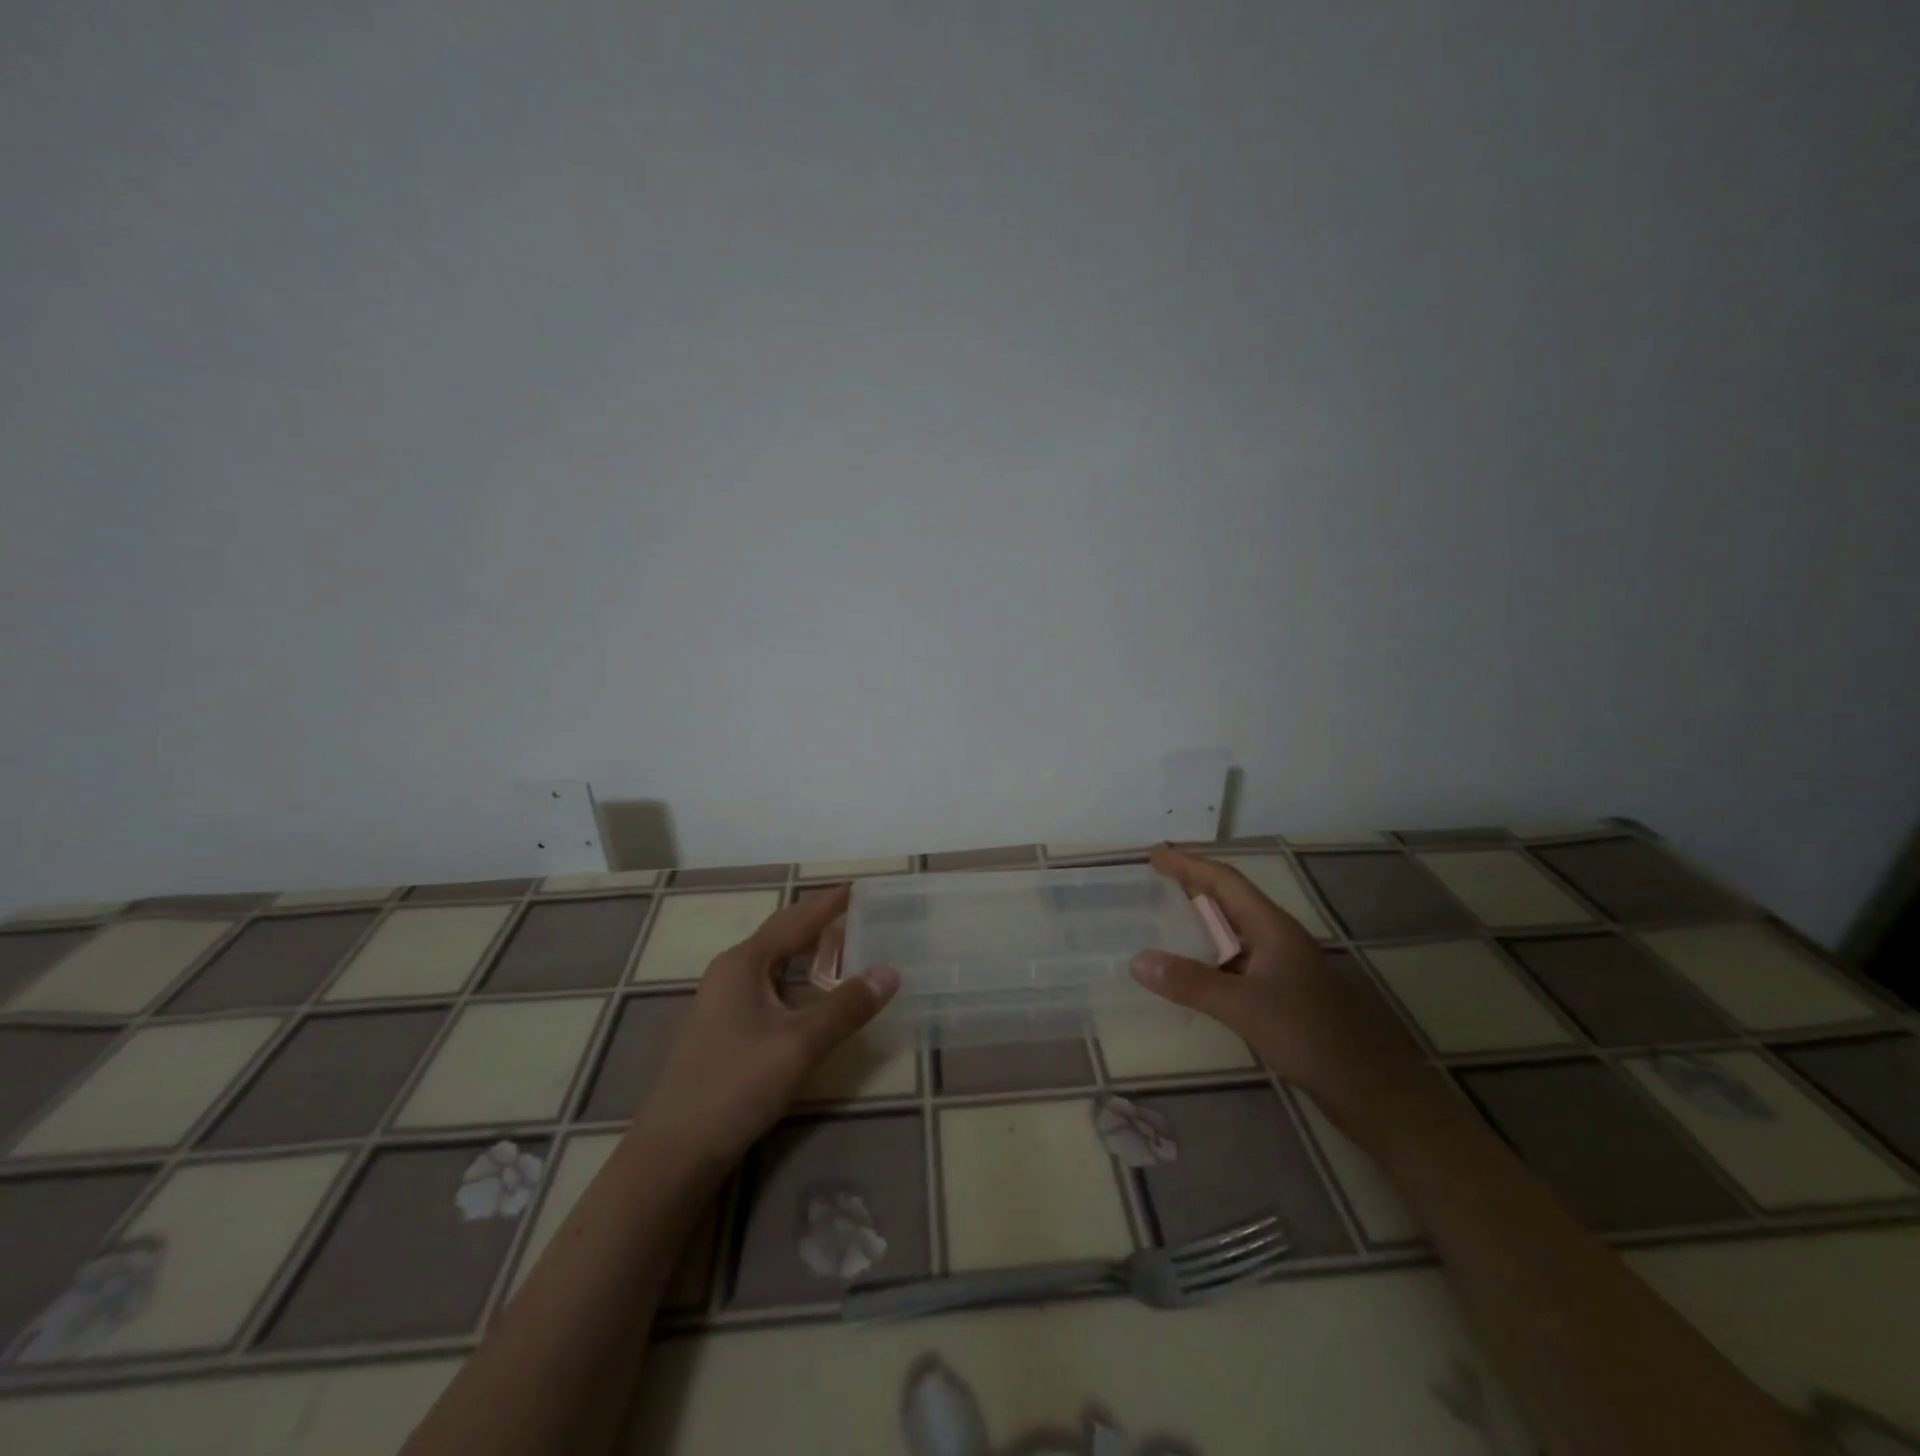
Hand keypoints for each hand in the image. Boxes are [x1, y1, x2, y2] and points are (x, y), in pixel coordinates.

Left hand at [642, 885, 899, 1163]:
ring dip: (808, 951)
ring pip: (774, 962)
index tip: (860, 887)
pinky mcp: (724, 1027)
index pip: (796, 919)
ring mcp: (723, 1001)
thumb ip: (847, 1006)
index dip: (829, 903)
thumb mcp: (800, 1044)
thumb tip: (891, 971)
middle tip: (859, 914)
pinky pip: (768, 986)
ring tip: (844, 946)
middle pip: (782, 935)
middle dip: (819, 922)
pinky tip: (812, 994)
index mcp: (744, 962)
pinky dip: (796, 978)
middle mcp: (731, 971)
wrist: (674, 1150)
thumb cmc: (737, 1085)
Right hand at [1133, 844, 1431, 1150]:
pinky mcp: (1284, 996)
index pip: (1226, 882)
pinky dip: (1210, 957)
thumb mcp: (1244, 1007)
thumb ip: (1191, 983)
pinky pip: (1238, 963)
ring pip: (1235, 933)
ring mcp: (1284, 969)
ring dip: (1201, 922)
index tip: (1155, 854)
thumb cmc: (1310, 1035)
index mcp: (1273, 928)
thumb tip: (1137, 960)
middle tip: (1155, 879)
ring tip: (1166, 918)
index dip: (1189, 865)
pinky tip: (1193, 973)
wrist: (1373, 1091)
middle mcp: (1279, 940)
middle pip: (1231, 901)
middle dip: (1194, 886)